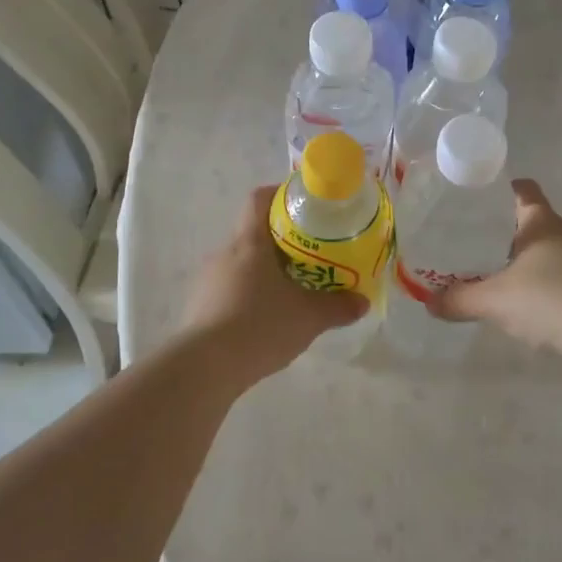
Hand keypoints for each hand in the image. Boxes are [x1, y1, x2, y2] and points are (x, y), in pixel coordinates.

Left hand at [177, 186, 368, 380]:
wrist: (205, 367)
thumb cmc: (259, 325)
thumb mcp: (309, 317)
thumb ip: (338, 307)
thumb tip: (362, 302)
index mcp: (249, 242)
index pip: (259, 199)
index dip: (279, 194)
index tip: (303, 204)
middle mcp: (224, 252)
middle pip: (252, 232)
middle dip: (280, 240)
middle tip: (309, 254)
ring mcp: (208, 280)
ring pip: (241, 263)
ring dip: (263, 270)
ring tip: (290, 290)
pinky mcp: (199, 306)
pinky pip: (229, 289)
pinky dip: (248, 294)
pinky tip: (264, 319)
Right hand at [431, 180, 561, 362]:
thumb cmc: (548, 299)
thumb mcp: (494, 301)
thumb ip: (459, 300)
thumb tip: (428, 303)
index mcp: (542, 222)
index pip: (524, 190)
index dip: (503, 189)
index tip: (480, 198)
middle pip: (535, 222)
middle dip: (508, 231)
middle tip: (477, 243)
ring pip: (551, 250)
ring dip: (529, 260)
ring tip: (501, 277)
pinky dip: (548, 284)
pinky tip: (532, 305)